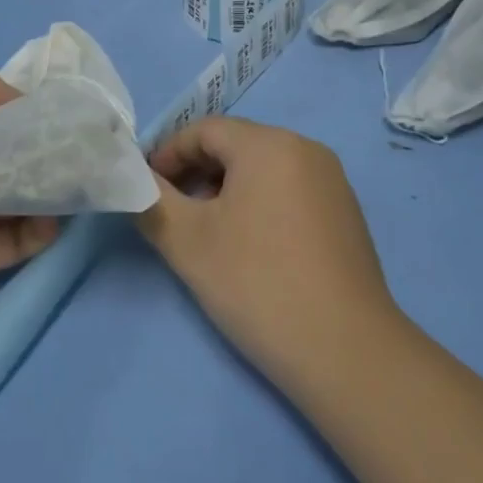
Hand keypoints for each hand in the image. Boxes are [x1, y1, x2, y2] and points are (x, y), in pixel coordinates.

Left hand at [0, 71, 58, 317]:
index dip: (31, 113)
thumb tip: (30, 103)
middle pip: (13, 158)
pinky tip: (57, 215)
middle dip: (47, 152)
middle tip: (86, 148)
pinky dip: (39, 229)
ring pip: (20, 199)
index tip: (69, 111)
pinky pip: (14, 241)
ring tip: (81, 178)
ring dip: (49, 189)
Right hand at [138, 117, 400, 390]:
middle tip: (172, 213)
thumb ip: (151, 201)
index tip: (146, 188)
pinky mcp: (346, 214)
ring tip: (207, 234)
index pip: (204, 130)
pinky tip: (250, 248)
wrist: (347, 352)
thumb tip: (136, 181)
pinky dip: (259, 205)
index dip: (168, 154)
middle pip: (235, 146)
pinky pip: (289, 191)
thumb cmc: (258, 283)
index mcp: (269, 143)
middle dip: (196, 173)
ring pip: (263, 170)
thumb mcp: (187, 242)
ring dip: (226, 190)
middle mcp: (305, 148)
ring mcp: (332, 181)